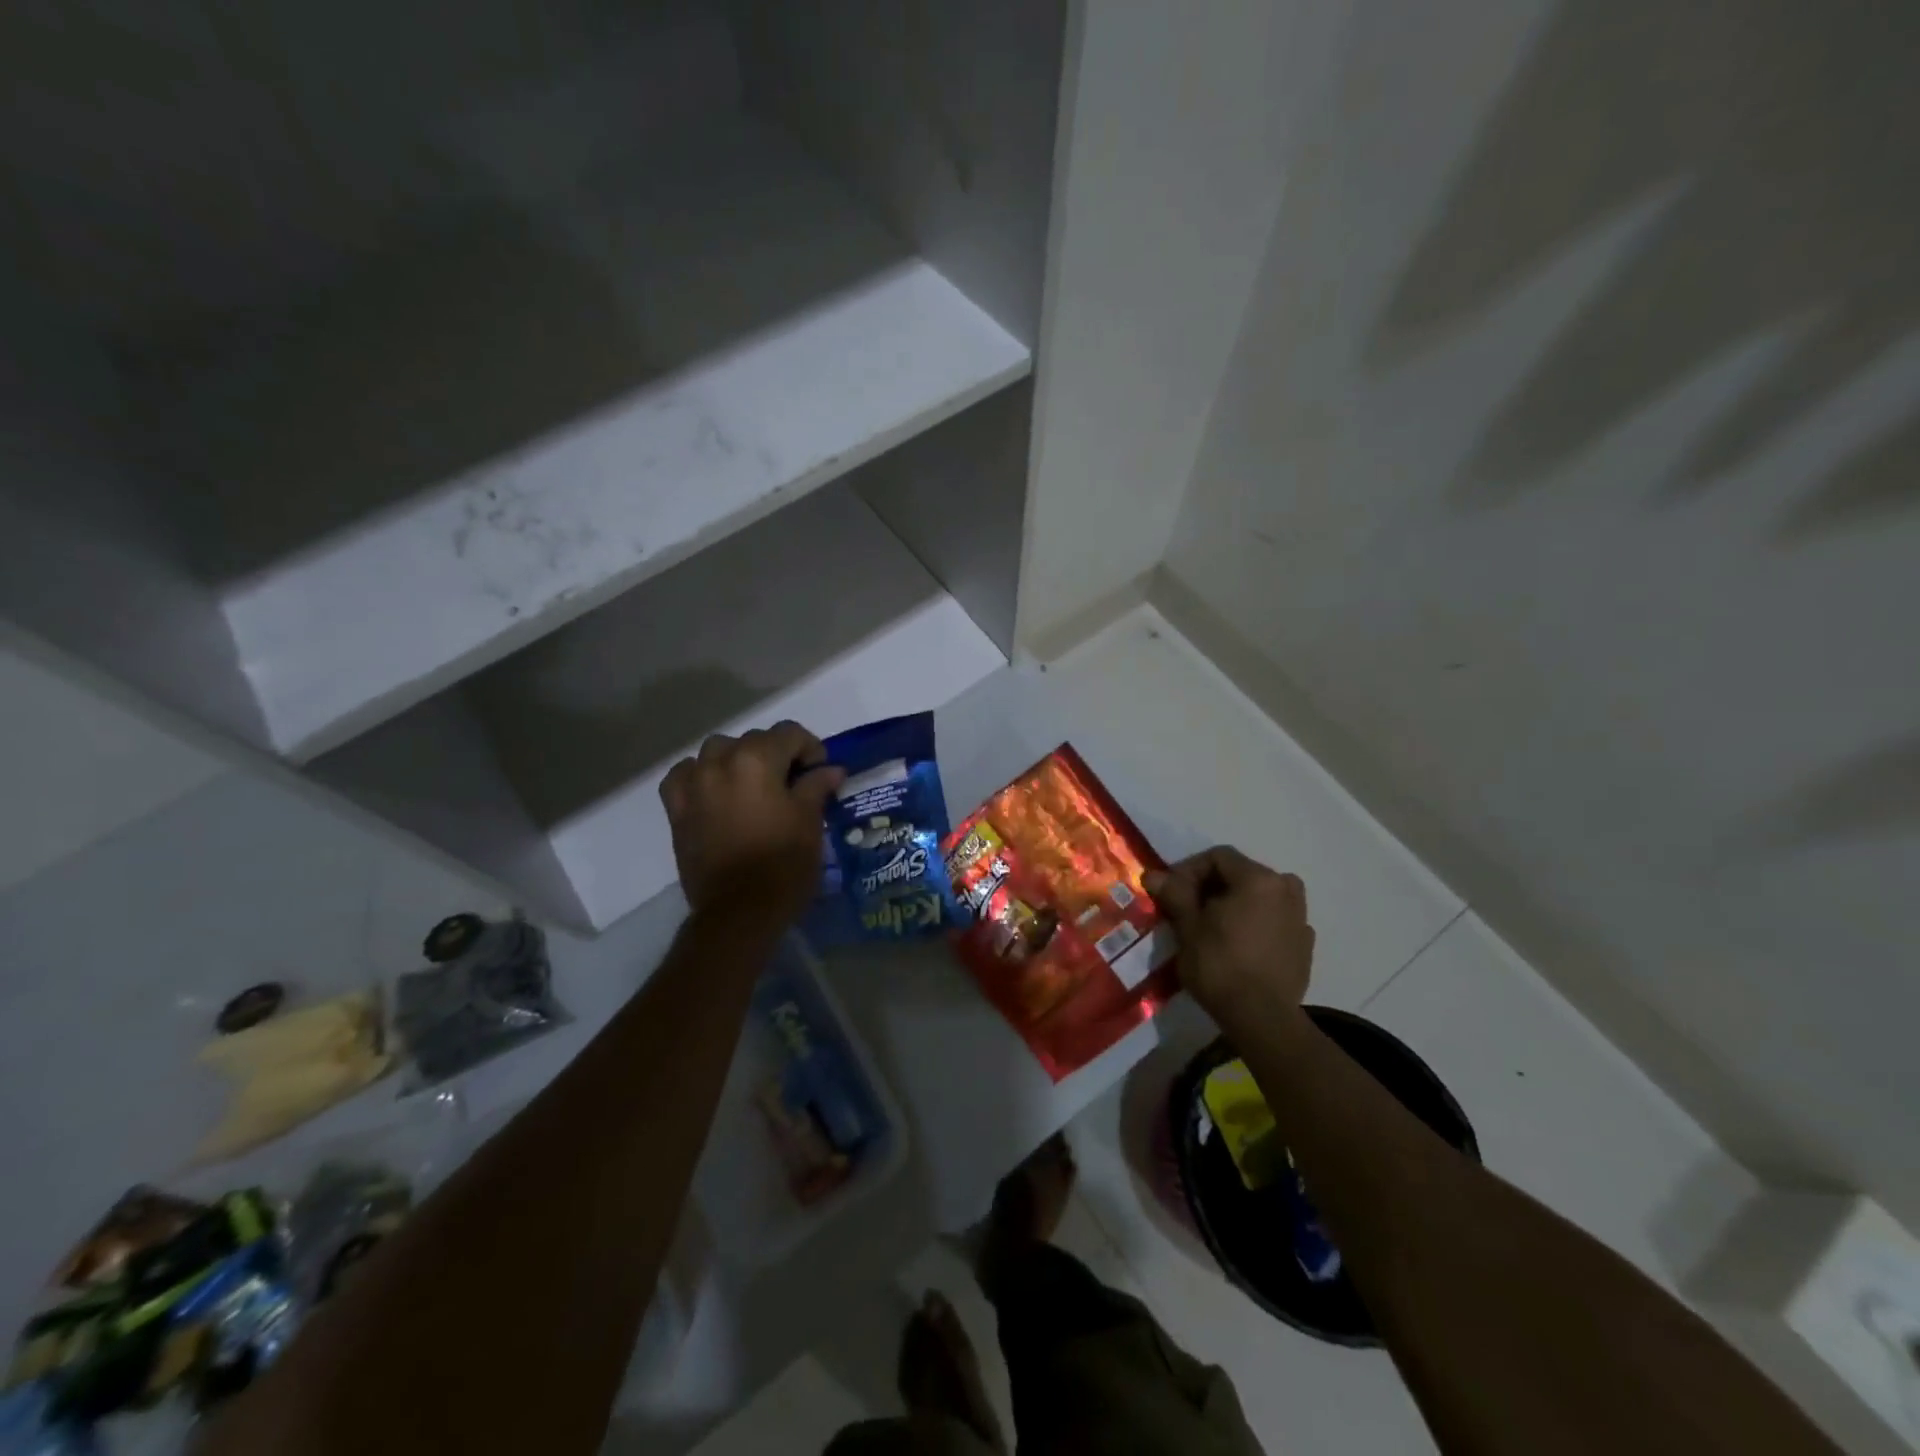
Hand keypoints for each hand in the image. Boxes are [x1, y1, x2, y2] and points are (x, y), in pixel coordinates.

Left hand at [660, 721, 845, 928]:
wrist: (739, 911)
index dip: (810, 748)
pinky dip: (700, 775)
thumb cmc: (783, 863)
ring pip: (716, 750)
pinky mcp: (676, 809)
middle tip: (792, 783)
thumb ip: (816, 786)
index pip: (789, 733)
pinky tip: (714, 790)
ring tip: (752, 785)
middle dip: (776, 754)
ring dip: (737, 759)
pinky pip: (685, 775)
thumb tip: (830, 769)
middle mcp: (721, 761)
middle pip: (754, 740)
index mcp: (757, 760)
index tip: (820, 773)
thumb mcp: (809, 821)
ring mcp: (694, 784)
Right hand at [1145, 847, 1314, 1036]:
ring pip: (1261, 897)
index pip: (1218, 857)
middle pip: (1241, 874)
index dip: (1189, 869)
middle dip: (1211, 887)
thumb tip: (1153, 875)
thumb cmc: (1220, 965)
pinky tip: (1238, 945)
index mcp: (1259, 879)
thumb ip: (1174, 894)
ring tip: (1213, 926)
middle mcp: (1286, 889)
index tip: (1172, 892)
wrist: (1262, 1019)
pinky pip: (1275, 920)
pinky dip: (1255, 923)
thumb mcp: (1188, 927)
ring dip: (1235, 903)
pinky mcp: (1305, 944)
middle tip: (1188, 909)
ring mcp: (1301, 917)